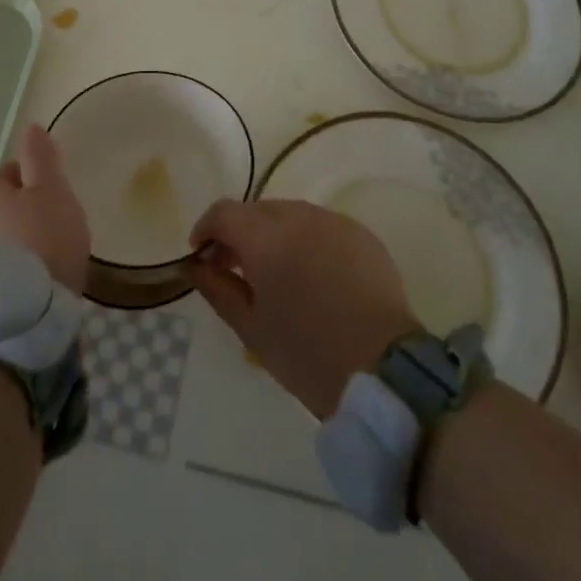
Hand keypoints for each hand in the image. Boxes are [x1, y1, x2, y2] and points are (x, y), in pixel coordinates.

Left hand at [0, 126, 89, 293]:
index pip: (3, 174)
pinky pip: (3, 272)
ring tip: (48, 251)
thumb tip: (30, 127)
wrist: (23, 314)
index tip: (47, 180)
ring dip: (19, 241)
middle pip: (0, 208)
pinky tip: (38, 280)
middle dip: (21, 209)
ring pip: (0, 240)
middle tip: (51, 216)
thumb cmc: (45, 238)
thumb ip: (41, 158)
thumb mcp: (51, 190)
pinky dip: (18, 270)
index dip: (23, 173)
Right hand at [187, 199, 420, 419]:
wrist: (385, 370)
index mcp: (265, 236)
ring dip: (274, 234)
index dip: (206, 228)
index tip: (200, 255)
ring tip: (275, 273)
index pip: (224, 212)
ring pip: (291, 215)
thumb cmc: (307, 354)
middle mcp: (299, 216)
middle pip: (257, 210)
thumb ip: (217, 289)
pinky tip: (313, 276)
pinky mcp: (361, 234)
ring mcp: (334, 221)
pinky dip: (307, 241)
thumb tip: (195, 265)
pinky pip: (322, 227)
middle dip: (239, 233)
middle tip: (234, 268)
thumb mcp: (251, 328)